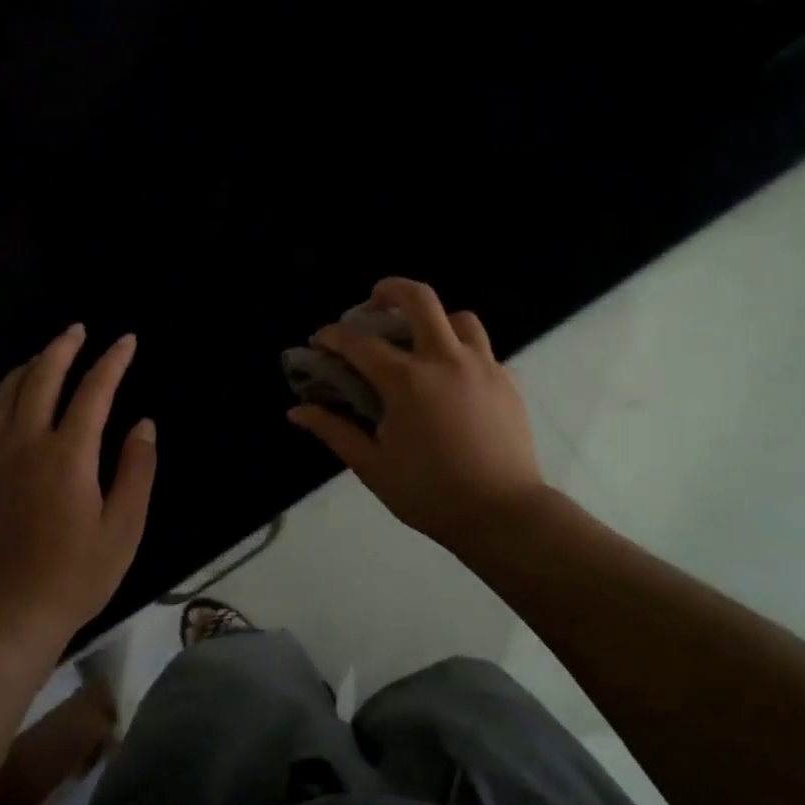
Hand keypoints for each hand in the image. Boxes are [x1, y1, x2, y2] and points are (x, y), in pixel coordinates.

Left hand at [0, 325, 156, 652]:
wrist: (6, 617)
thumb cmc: (76, 574)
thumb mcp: (124, 527)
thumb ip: (137, 469)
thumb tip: (143, 424)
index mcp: (68, 454)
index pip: (94, 391)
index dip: (112, 361)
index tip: (127, 341)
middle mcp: (25, 444)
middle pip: (40, 378)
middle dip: (62, 348)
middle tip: (77, 331)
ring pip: (3, 396)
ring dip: (25, 369)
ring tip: (42, 358)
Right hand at [288, 278, 545, 553]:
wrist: (503, 514)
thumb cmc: (430, 493)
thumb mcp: (372, 466)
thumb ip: (334, 431)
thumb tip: (297, 411)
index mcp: (407, 380)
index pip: (359, 342)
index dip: (333, 336)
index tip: (320, 342)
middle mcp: (445, 360)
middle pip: (419, 299)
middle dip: (389, 290)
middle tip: (373, 303)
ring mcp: (482, 366)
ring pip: (458, 318)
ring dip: (433, 319)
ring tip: (419, 340)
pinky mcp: (507, 380)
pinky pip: (481, 348)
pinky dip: (459, 349)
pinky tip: (450, 378)